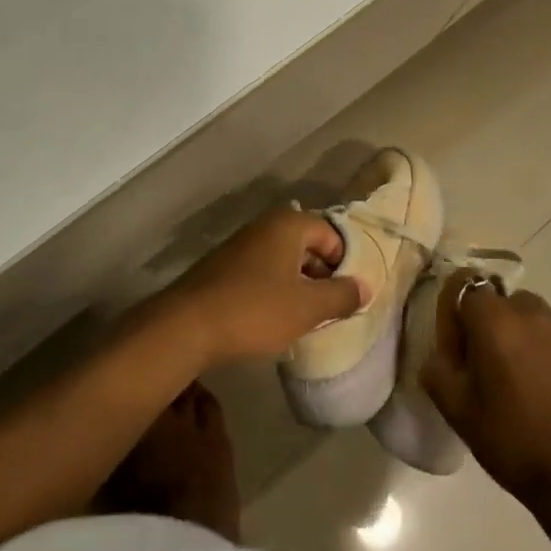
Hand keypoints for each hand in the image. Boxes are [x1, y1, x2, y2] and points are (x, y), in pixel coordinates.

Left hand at [165, 207, 363, 365]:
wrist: (186, 326)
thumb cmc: (255, 310)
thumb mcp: (307, 308)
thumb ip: (341, 295)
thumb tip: (364, 287)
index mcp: (288, 224)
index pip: (331, 233)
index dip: (344, 263)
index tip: (347, 294)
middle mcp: (264, 225)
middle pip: (306, 244)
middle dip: (321, 274)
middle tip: (329, 308)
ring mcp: (240, 244)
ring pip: (283, 259)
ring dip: (298, 284)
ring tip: (304, 316)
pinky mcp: (222, 266)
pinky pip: (261, 271)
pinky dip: (274, 289)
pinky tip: (272, 317)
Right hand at [420, 275, 550, 500]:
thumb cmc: (511, 437)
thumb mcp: (456, 409)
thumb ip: (437, 370)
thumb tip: (440, 354)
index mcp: (493, 319)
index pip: (465, 285)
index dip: (455, 312)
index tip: (456, 346)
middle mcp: (530, 313)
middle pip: (501, 301)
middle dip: (490, 324)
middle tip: (485, 365)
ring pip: (533, 318)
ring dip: (521, 336)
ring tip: (520, 379)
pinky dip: (548, 355)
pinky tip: (548, 393)